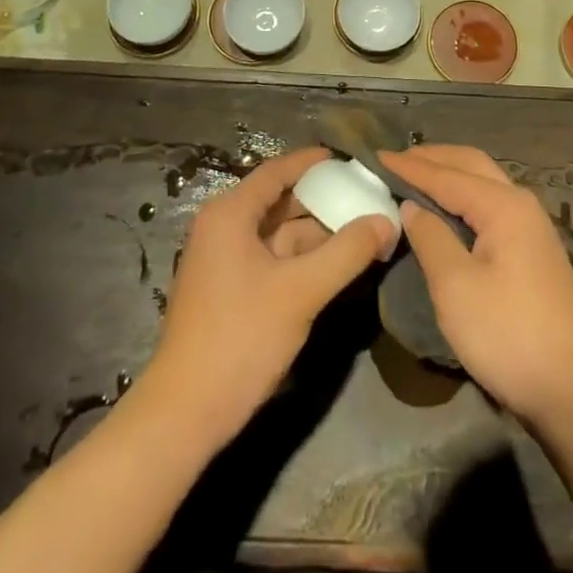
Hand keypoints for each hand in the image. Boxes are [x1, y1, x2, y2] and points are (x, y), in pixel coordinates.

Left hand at [138, 147, 394, 446]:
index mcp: (230, 213)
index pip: (278, 171)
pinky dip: (304, 258)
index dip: (313, 162)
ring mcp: (224, 260)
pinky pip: (273, 258)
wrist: (185, 414)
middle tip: (368, 198)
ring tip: (364, 230)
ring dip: (318, 233)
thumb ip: (347, 251)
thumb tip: (386, 219)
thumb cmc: (240, 338)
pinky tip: (337, 264)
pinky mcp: (230, 290)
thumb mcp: (301, 291)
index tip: (351, 159)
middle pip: (280, 201)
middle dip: (324, 200)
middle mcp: (223, 227)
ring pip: (279, 233)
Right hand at [379, 144, 572, 427]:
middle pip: (472, 165)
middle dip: (433, 158)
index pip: (447, 176)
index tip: (376, 156)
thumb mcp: (455, 287)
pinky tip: (449, 208)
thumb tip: (411, 205)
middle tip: (396, 159)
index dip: (410, 167)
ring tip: (417, 175)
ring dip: (451, 173)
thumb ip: (430, 238)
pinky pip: (492, 203)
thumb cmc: (508, 334)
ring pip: (485, 182)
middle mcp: (521, 204)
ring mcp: (532, 227)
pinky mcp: (534, 250)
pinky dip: (465, 194)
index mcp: (503, 206)